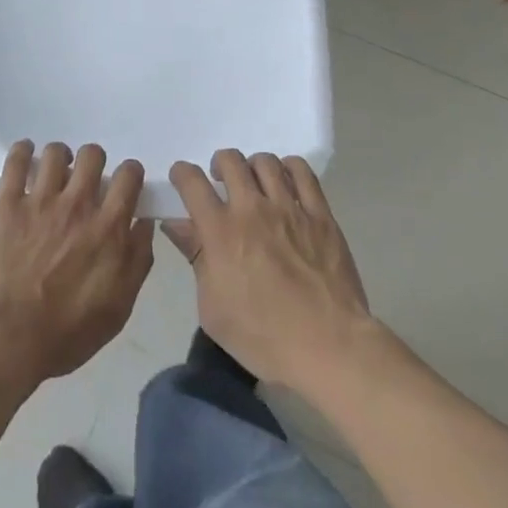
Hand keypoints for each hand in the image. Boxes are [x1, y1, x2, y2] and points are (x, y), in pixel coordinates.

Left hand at [0, 141, 153, 386]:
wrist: (11, 336)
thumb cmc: (69, 331)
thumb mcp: (120, 306)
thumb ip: (138, 260)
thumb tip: (144, 223)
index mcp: (109, 227)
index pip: (129, 176)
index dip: (129, 173)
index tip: (124, 182)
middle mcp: (78, 204)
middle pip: (92, 155)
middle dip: (94, 161)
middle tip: (87, 178)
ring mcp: (41, 200)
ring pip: (56, 153)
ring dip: (60, 156)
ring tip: (56, 170)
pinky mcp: (8, 202)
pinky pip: (16, 161)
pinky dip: (22, 151)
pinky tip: (25, 153)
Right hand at [166, 149, 376, 394]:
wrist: (330, 348)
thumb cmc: (264, 338)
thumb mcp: (213, 309)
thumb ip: (195, 258)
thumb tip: (176, 225)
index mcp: (221, 231)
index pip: (192, 181)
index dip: (182, 173)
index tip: (182, 180)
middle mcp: (252, 208)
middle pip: (229, 160)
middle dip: (219, 165)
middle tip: (222, 183)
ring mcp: (289, 208)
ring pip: (265, 161)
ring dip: (252, 167)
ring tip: (255, 185)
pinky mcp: (320, 214)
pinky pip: (302, 172)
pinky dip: (289, 168)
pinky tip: (286, 182)